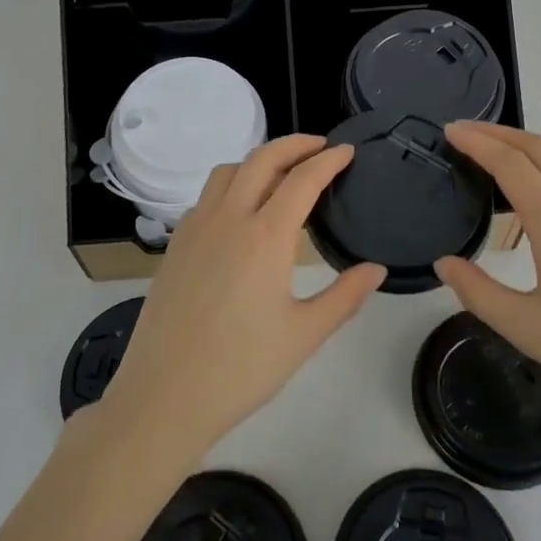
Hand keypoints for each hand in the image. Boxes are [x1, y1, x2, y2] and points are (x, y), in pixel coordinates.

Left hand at [100, 135, 385, 459]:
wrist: (165, 395)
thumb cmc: (242, 369)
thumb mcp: (304, 335)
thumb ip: (345, 297)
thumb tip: (376, 269)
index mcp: (265, 237)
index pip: (302, 179)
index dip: (329, 160)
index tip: (348, 152)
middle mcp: (228, 219)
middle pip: (262, 159)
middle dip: (295, 144)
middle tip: (320, 147)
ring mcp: (196, 228)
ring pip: (229, 171)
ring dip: (259, 159)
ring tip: (282, 173)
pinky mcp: (176, 244)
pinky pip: (207, 195)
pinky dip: (232, 183)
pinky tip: (242, 210)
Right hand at [433, 122, 540, 438]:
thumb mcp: (528, 329)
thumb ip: (478, 292)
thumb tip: (445, 263)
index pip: (511, 163)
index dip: (477, 141)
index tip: (448, 130)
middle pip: (539, 148)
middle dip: (497, 132)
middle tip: (460, 132)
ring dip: (520, 150)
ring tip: (485, 159)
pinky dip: (539, 172)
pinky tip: (525, 198)